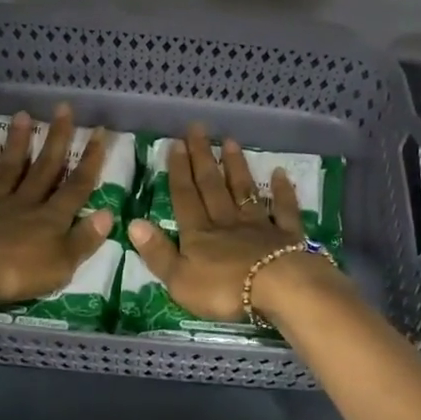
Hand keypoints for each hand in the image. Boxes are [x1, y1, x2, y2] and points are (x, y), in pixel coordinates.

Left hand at [0, 106, 113, 306]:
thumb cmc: (17, 270)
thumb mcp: (61, 264)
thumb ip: (84, 239)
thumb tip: (109, 214)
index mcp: (52, 218)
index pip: (77, 186)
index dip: (91, 160)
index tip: (99, 131)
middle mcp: (26, 203)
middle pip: (45, 168)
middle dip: (57, 139)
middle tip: (63, 108)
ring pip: (11, 168)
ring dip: (19, 142)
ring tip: (24, 115)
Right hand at [128, 123, 340, 324]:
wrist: (279, 290)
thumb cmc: (224, 290)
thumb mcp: (179, 279)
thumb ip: (157, 252)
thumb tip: (133, 223)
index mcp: (199, 234)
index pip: (185, 198)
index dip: (178, 172)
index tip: (176, 144)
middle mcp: (227, 222)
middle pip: (212, 186)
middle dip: (203, 158)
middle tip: (198, 129)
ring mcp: (259, 227)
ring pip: (244, 191)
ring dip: (236, 167)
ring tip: (229, 141)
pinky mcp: (287, 236)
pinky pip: (284, 210)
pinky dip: (282, 191)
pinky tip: (280, 173)